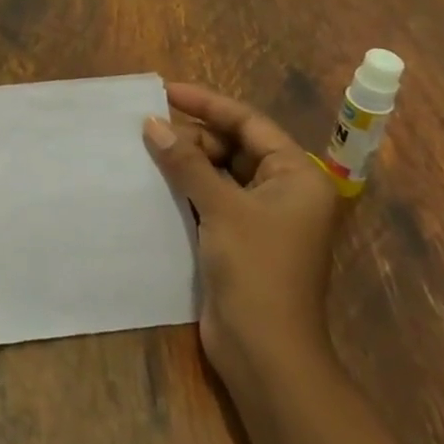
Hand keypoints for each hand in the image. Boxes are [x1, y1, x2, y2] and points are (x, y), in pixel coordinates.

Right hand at [143, 83, 339, 382]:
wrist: (266, 353)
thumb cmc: (256, 269)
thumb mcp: (221, 207)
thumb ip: (186, 162)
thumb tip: (151, 123)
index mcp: (297, 176)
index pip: (249, 123)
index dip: (208, 104)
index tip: (166, 91)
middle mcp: (284, 191)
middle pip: (234, 145)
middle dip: (193, 135)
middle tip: (150, 129)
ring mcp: (262, 217)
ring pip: (219, 172)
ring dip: (186, 161)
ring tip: (146, 148)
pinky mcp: (240, 238)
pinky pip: (211, 197)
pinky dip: (186, 186)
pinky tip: (155, 180)